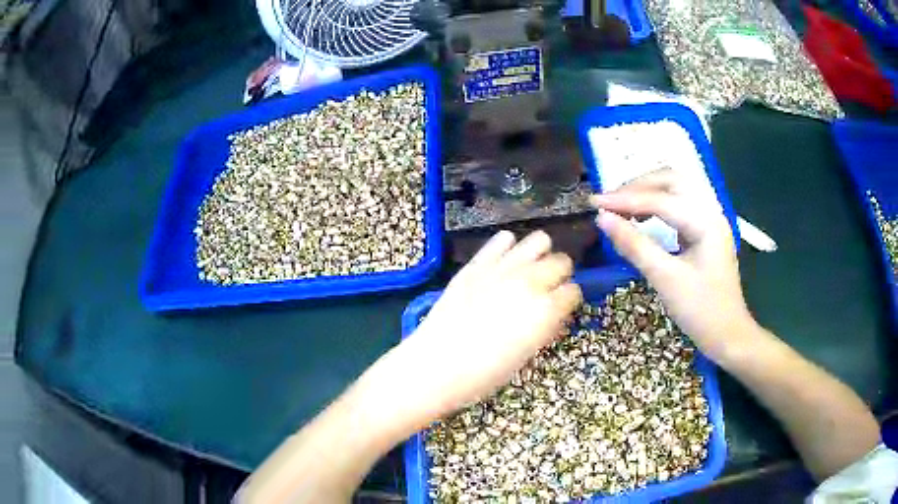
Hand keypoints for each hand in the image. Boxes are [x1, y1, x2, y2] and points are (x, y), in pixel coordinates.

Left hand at [396, 230, 581, 418]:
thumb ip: (544, 327)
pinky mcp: (478, 263)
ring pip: (539, 240)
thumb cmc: (485, 373)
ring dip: (539, 255)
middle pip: (562, 261)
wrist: (438, 364)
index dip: (568, 300)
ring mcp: (503, 268)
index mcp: (547, 310)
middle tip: (546, 290)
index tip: (560, 308)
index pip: (574, 291)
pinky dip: (508, 248)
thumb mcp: (526, 355)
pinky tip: (502, 263)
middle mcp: (531, 282)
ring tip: (528, 271)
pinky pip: (503, 239)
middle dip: (559, 275)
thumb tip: (552, 314)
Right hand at [590, 168, 755, 362]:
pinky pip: (679, 205)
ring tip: (622, 207)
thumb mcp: (665, 279)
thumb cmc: (700, 311)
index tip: (594, 202)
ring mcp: (710, 220)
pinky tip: (644, 217)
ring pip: (676, 189)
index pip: (660, 200)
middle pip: (671, 180)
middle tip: (610, 202)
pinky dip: (658, 204)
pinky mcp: (706, 231)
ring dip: (648, 192)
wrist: (728, 335)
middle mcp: (710, 211)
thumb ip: (634, 245)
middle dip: (638, 186)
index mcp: (706, 221)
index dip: (625, 200)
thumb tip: (602, 218)